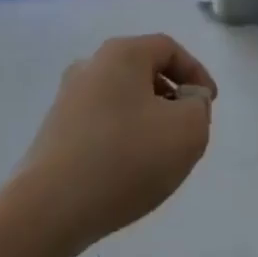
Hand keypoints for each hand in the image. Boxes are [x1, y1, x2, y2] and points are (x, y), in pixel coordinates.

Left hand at [17, 34, 215, 252]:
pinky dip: (122, 137)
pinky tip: (127, 170)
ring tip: (159, 154)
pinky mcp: (55, 131)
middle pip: (143, 70)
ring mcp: (68, 98)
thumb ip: (199, 108)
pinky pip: (101, 123)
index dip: (196, 72)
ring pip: (121, 98)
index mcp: (121, 54)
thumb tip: (187, 101)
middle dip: (171, 96)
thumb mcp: (187, 131)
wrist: (48, 208)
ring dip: (146, 118)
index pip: (168, 48)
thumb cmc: (125, 159)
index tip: (209, 104)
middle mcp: (91, 66)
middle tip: (187, 128)